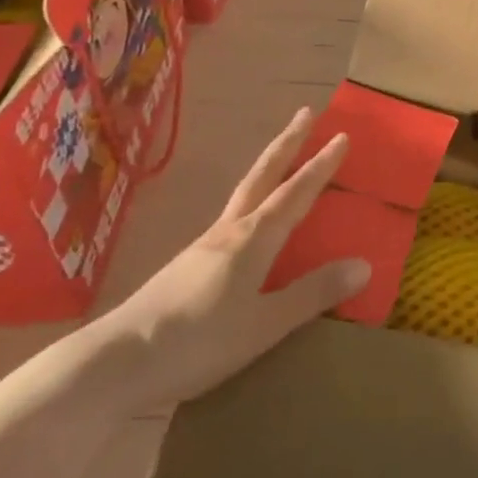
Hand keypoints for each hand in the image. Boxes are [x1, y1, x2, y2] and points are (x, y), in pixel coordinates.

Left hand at [75, 108, 370, 413]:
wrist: (113, 365)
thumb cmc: (197, 342)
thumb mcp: (264, 326)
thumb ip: (312, 294)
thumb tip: (365, 264)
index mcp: (253, 240)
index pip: (296, 193)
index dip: (321, 165)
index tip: (342, 135)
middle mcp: (229, 232)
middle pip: (262, 176)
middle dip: (288, 143)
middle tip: (306, 112)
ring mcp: (202, 248)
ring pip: (243, 195)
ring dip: (268, 169)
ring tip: (282, 161)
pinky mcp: (184, 268)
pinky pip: (229, 221)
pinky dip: (250, 204)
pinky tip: (246, 225)